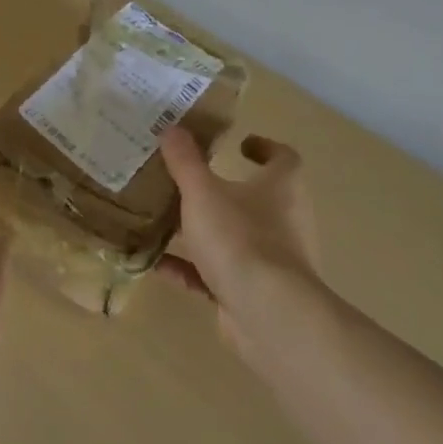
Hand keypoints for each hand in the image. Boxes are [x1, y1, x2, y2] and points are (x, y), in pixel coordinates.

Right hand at [158, 129, 316, 356]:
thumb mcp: (202, 191)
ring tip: (166, 220)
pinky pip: (217, 274)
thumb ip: (185, 160)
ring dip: (204, 231)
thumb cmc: (240, 238)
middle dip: (224, 190)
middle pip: (257, 199)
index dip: (264, 148)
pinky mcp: (253, 294)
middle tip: (189, 180)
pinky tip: (157, 263)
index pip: (284, 158)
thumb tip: (172, 127)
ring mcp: (272, 262)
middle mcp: (285, 221)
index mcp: (282, 188)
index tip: (239, 144)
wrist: (267, 316)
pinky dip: (190, 268)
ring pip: (235, 238)